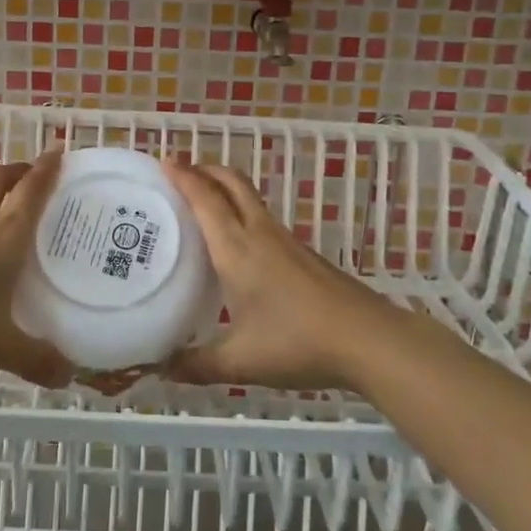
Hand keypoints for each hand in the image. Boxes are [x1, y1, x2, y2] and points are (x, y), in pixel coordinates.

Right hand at [162, 162, 404, 391]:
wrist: (368, 340)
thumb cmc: (297, 342)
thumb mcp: (240, 361)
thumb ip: (198, 365)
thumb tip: (161, 369)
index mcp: (236, 248)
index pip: (205, 198)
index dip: (183, 176)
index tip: (163, 161)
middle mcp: (259, 233)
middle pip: (231, 182)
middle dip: (205, 169)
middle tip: (179, 175)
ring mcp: (285, 240)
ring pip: (249, 198)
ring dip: (224, 190)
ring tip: (200, 206)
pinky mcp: (303, 253)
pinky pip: (262, 219)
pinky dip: (241, 213)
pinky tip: (237, 245)